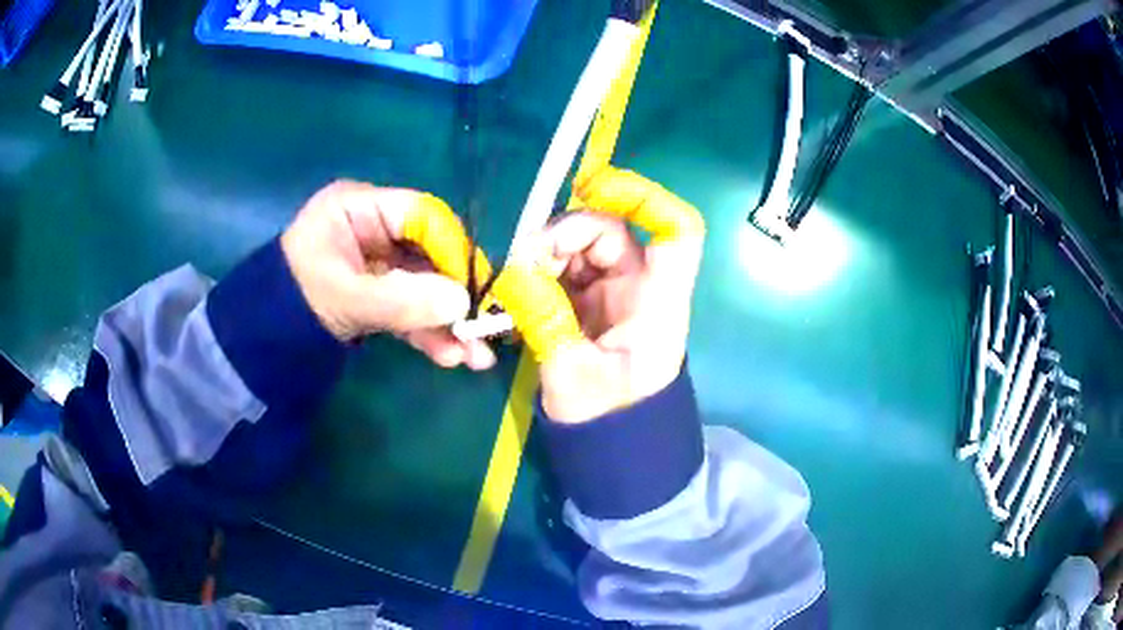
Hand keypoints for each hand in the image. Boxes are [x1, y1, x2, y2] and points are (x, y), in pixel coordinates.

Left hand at [281, 180, 495, 369]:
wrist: (263, 341)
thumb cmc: (293, 303)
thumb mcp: (344, 299)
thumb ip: (400, 301)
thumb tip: (462, 304)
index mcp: (358, 206)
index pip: (421, 215)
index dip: (453, 248)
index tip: (475, 287)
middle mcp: (372, 228)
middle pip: (429, 253)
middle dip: (455, 296)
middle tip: (484, 329)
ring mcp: (377, 262)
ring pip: (422, 286)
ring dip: (447, 323)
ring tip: (474, 359)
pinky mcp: (378, 292)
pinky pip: (408, 307)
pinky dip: (428, 332)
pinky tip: (450, 357)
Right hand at [491, 167, 704, 422]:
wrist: (612, 451)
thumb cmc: (608, 423)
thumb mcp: (573, 377)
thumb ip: (545, 322)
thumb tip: (514, 273)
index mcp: (657, 303)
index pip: (676, 232)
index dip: (643, 198)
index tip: (591, 189)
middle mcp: (641, 288)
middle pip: (611, 232)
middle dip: (562, 236)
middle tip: (520, 264)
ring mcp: (614, 295)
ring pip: (581, 250)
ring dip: (544, 258)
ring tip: (512, 288)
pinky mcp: (590, 306)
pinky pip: (563, 274)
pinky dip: (538, 278)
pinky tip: (516, 299)